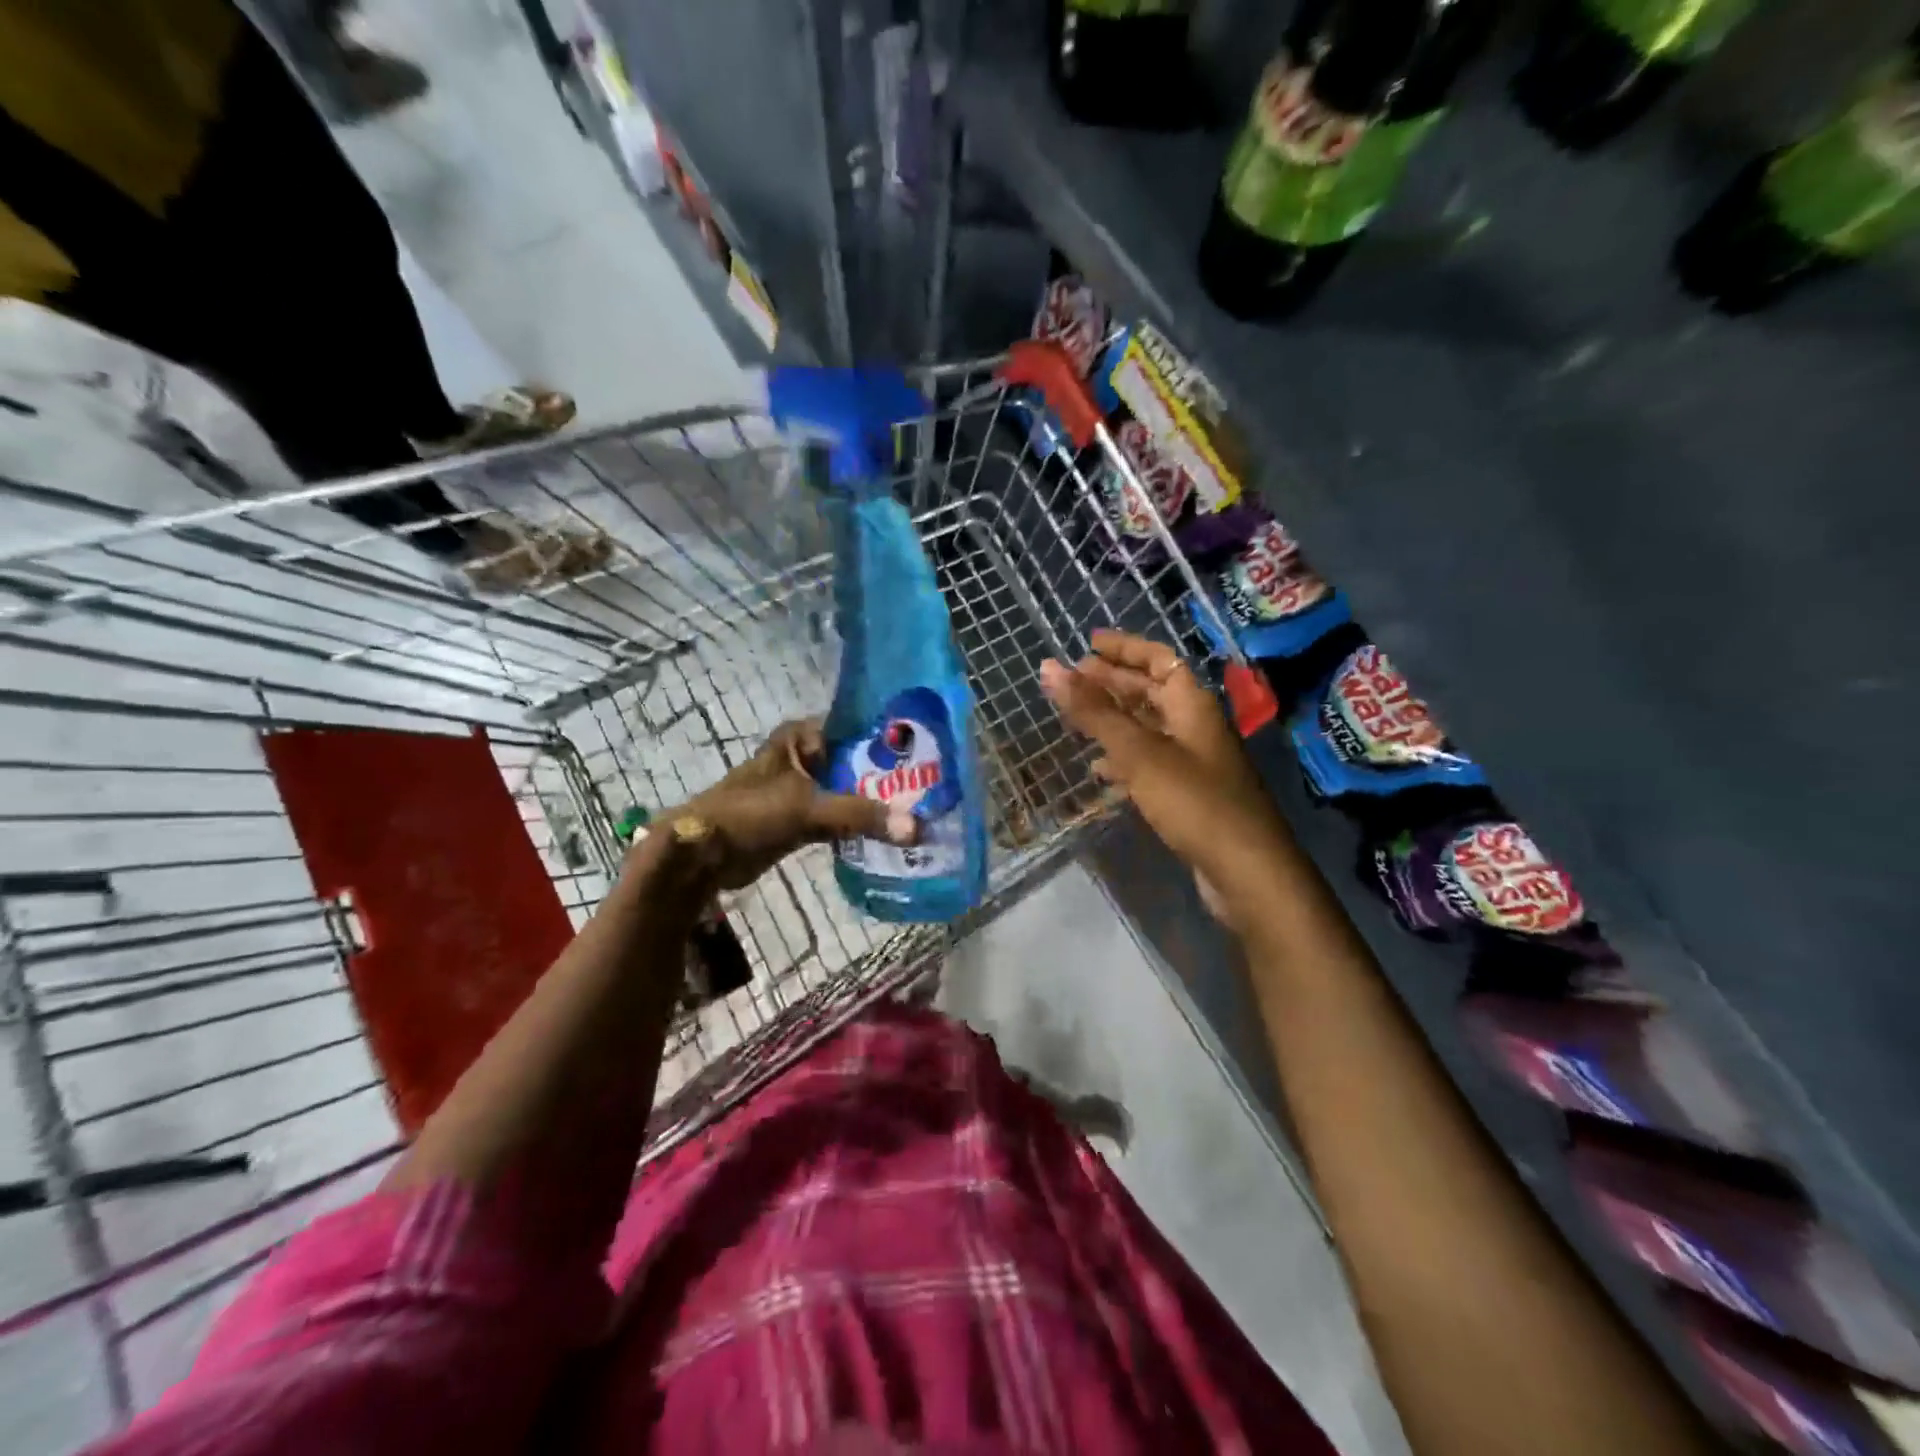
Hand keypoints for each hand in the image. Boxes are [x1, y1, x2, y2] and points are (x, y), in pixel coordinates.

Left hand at [657, 721, 916, 890]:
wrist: (703, 856)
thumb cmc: (751, 813)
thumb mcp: (808, 808)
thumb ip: (860, 815)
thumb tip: (917, 828)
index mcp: (802, 736)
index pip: (858, 726)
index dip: (891, 738)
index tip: (930, 749)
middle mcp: (806, 755)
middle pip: (858, 760)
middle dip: (890, 774)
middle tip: (936, 785)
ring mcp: (804, 787)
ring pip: (851, 788)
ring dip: (877, 801)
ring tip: (923, 807)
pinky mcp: (802, 817)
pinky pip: (841, 814)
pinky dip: (861, 823)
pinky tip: (893, 830)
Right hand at [1039, 630, 1289, 917]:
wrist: (1245, 871)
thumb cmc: (1194, 800)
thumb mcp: (1138, 752)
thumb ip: (1093, 711)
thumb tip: (1049, 667)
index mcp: (1192, 704)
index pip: (1159, 658)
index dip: (1125, 648)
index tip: (1088, 644)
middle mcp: (1195, 725)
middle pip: (1151, 691)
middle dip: (1112, 683)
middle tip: (1072, 680)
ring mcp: (1193, 760)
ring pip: (1148, 728)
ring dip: (1114, 721)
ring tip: (1076, 721)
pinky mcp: (1187, 793)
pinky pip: (1149, 763)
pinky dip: (1123, 759)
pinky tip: (1100, 771)